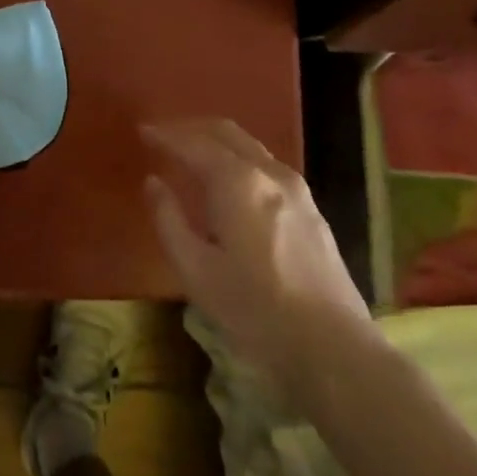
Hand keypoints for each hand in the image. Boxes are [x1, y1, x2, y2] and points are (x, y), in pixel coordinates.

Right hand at [143, 120, 373, 396]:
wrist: (333, 347)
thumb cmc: (254, 310)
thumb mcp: (196, 271)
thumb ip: (169, 219)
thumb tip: (153, 182)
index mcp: (237, 182)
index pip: (193, 143)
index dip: (165, 135)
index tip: (143, 131)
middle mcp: (268, 172)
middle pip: (225, 132)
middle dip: (191, 128)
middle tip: (164, 135)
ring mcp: (296, 188)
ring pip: (249, 146)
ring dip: (216, 141)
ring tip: (192, 153)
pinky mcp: (311, 207)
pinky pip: (265, 165)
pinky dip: (238, 158)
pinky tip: (228, 181)